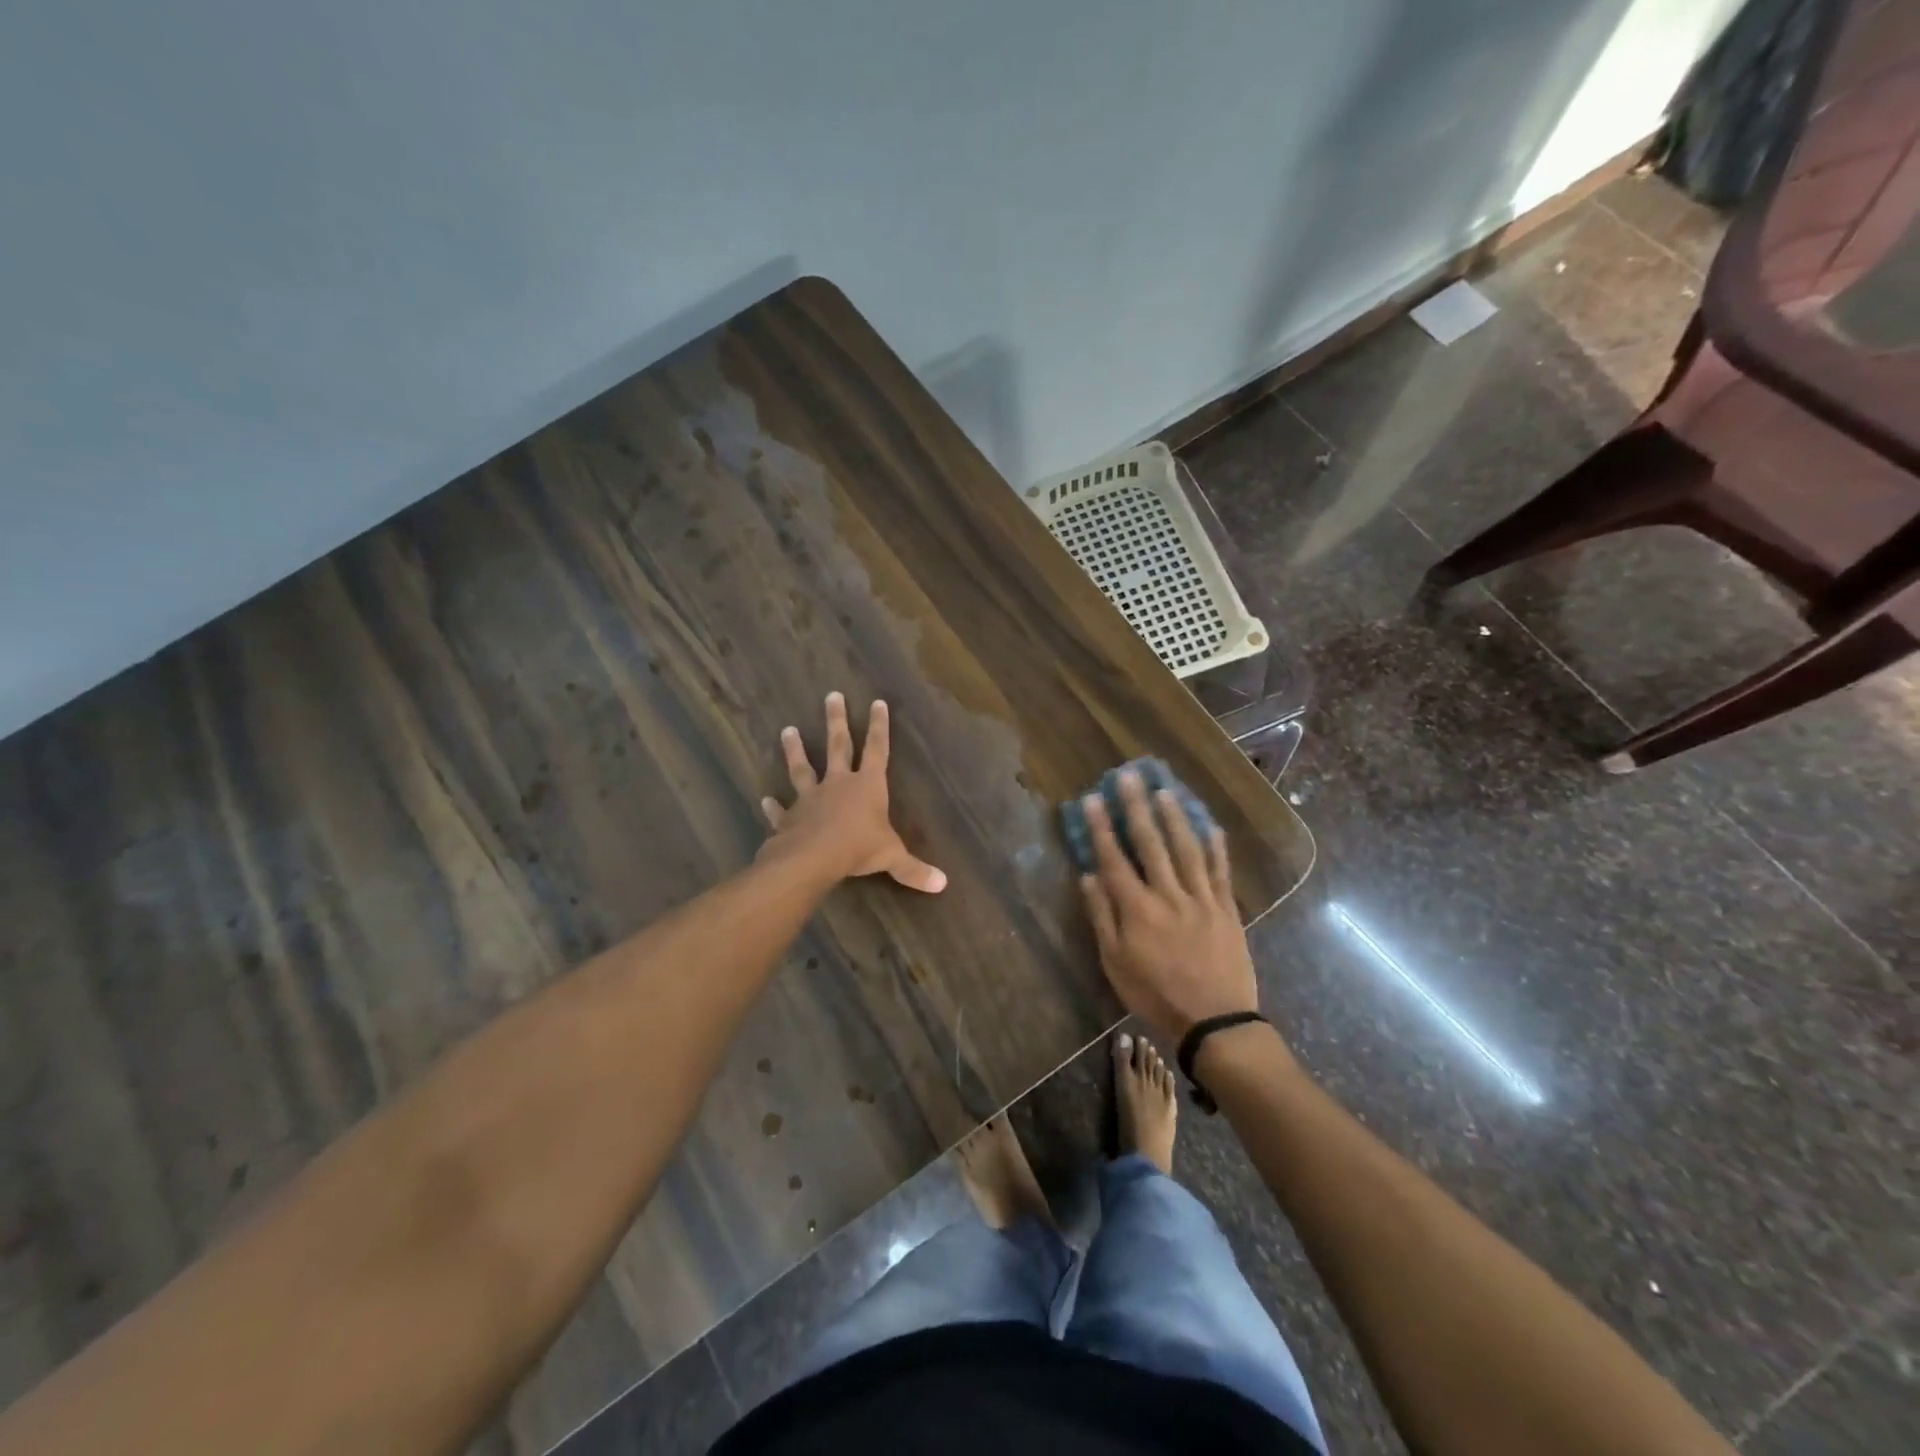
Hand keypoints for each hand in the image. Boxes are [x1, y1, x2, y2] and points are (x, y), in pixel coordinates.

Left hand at [759, 693, 946, 892]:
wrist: (812, 858)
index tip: (876, 702)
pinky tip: (765, 800)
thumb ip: (914, 869)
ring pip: (803, 768)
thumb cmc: (858, 848)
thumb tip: (942, 884)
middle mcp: (839, 784)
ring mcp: (810, 798)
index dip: (879, 727)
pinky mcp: (789, 817)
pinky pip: (780, 810)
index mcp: (868, 786)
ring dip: (795, 750)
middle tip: (831, 695)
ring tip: (786, 729)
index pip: (878, 750)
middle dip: (837, 721)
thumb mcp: (892, 857)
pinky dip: (773, 806)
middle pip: (838, 746)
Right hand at [1078, 770, 1258, 1041]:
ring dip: (1174, 816)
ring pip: (1186, 848)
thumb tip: (1088, 876)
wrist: (1215, 1022)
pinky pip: (1220, 871)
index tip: (1094, 798)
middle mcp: (1168, 895)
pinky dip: (1216, 847)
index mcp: (1137, 909)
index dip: (1103, 827)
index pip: (1114, 858)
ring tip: (1164, 789)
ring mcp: (1201, 899)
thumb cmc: (1156, 995)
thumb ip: (1102, 917)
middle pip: (1151, 843)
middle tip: (1128, 776)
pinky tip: (1210, 825)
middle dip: (1137, 807)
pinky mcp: (1226, 909)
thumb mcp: (1115, 964)